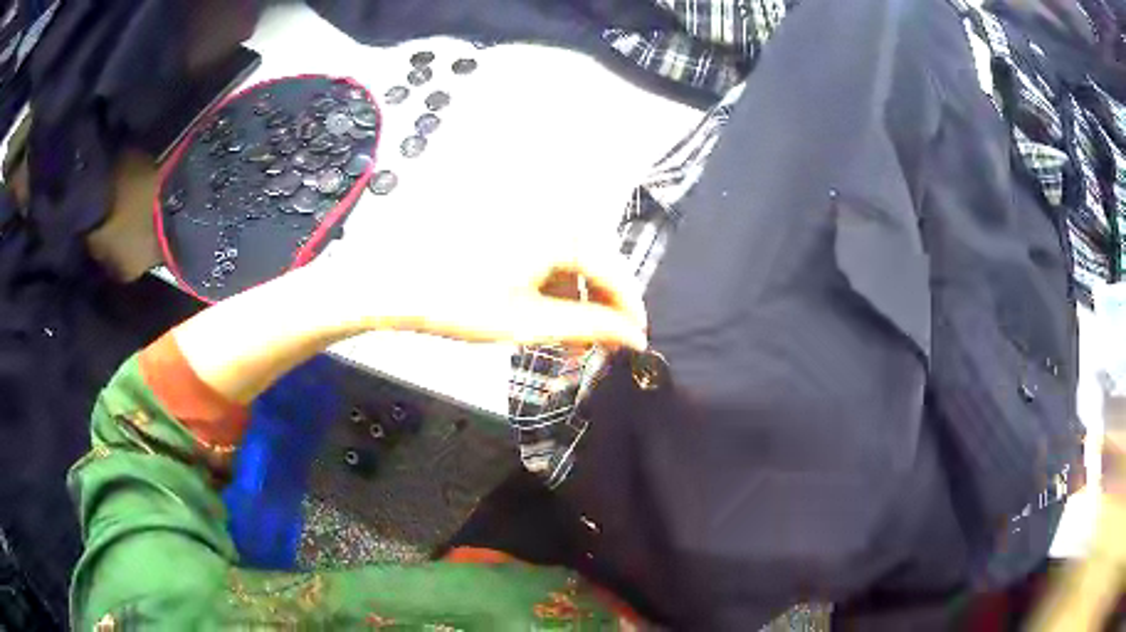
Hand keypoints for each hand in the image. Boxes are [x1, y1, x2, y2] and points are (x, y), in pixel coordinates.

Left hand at [320, 235, 647, 350]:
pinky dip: (554, 287)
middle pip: (597, 265)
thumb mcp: (531, 322)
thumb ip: (591, 327)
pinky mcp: (514, 227)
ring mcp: (531, 219)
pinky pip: (550, 256)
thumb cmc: (461, 303)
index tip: (636, 345)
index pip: (616, 272)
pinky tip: (547, 315)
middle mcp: (552, 215)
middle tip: (598, 349)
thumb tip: (636, 339)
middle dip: (601, 309)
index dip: (629, 312)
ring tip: (570, 340)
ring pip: (574, 262)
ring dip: (577, 301)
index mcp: (562, 230)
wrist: (396, 285)